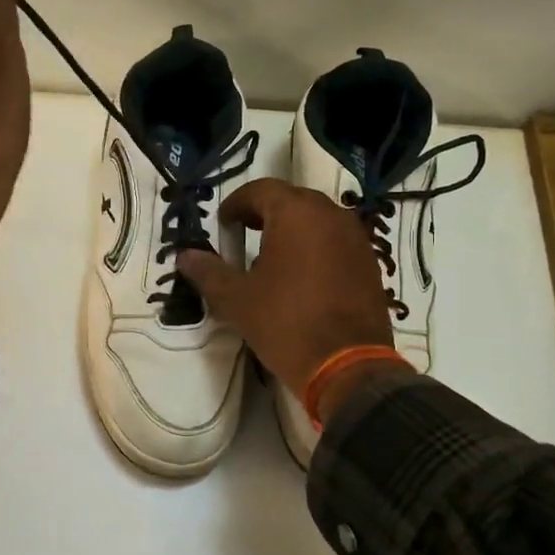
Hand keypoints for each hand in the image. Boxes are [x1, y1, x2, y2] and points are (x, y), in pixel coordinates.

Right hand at [176, 179, 396, 421]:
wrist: (347, 365)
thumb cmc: (285, 323)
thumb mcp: (236, 299)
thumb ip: (209, 272)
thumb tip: (185, 256)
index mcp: (296, 213)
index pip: (261, 190)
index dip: (237, 203)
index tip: (223, 223)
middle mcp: (330, 214)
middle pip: (292, 200)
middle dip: (265, 213)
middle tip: (243, 234)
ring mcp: (356, 238)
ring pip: (318, 220)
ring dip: (292, 230)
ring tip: (271, 256)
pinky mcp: (370, 262)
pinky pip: (336, 241)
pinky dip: (315, 247)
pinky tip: (302, 276)